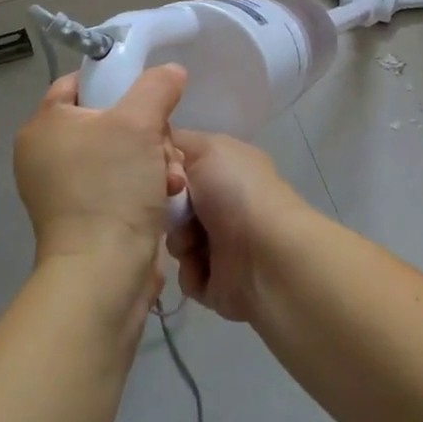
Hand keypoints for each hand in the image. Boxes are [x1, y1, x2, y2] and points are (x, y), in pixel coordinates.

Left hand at [14, 65, 186, 283]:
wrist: (104, 274)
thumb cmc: (112, 187)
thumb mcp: (139, 122)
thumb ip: (156, 86)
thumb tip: (171, 71)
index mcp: (44, 126)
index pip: (78, 83)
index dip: (115, 80)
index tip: (149, 93)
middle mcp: (48, 155)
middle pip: (110, 119)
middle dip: (149, 131)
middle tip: (163, 144)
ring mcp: (67, 189)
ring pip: (124, 152)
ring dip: (156, 160)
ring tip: (172, 176)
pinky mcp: (89, 217)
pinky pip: (123, 184)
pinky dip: (148, 186)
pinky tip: (169, 195)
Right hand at [166, 128, 310, 322]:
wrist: (266, 255)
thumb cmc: (236, 193)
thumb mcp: (209, 149)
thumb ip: (181, 142)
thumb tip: (165, 148)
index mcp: (226, 167)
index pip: (182, 160)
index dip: (163, 164)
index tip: (155, 171)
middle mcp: (223, 201)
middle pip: (172, 202)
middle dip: (167, 206)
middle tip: (175, 209)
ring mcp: (221, 241)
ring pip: (175, 237)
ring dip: (179, 239)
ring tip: (195, 243)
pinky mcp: (216, 279)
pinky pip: (184, 273)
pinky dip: (191, 269)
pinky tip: (206, 266)